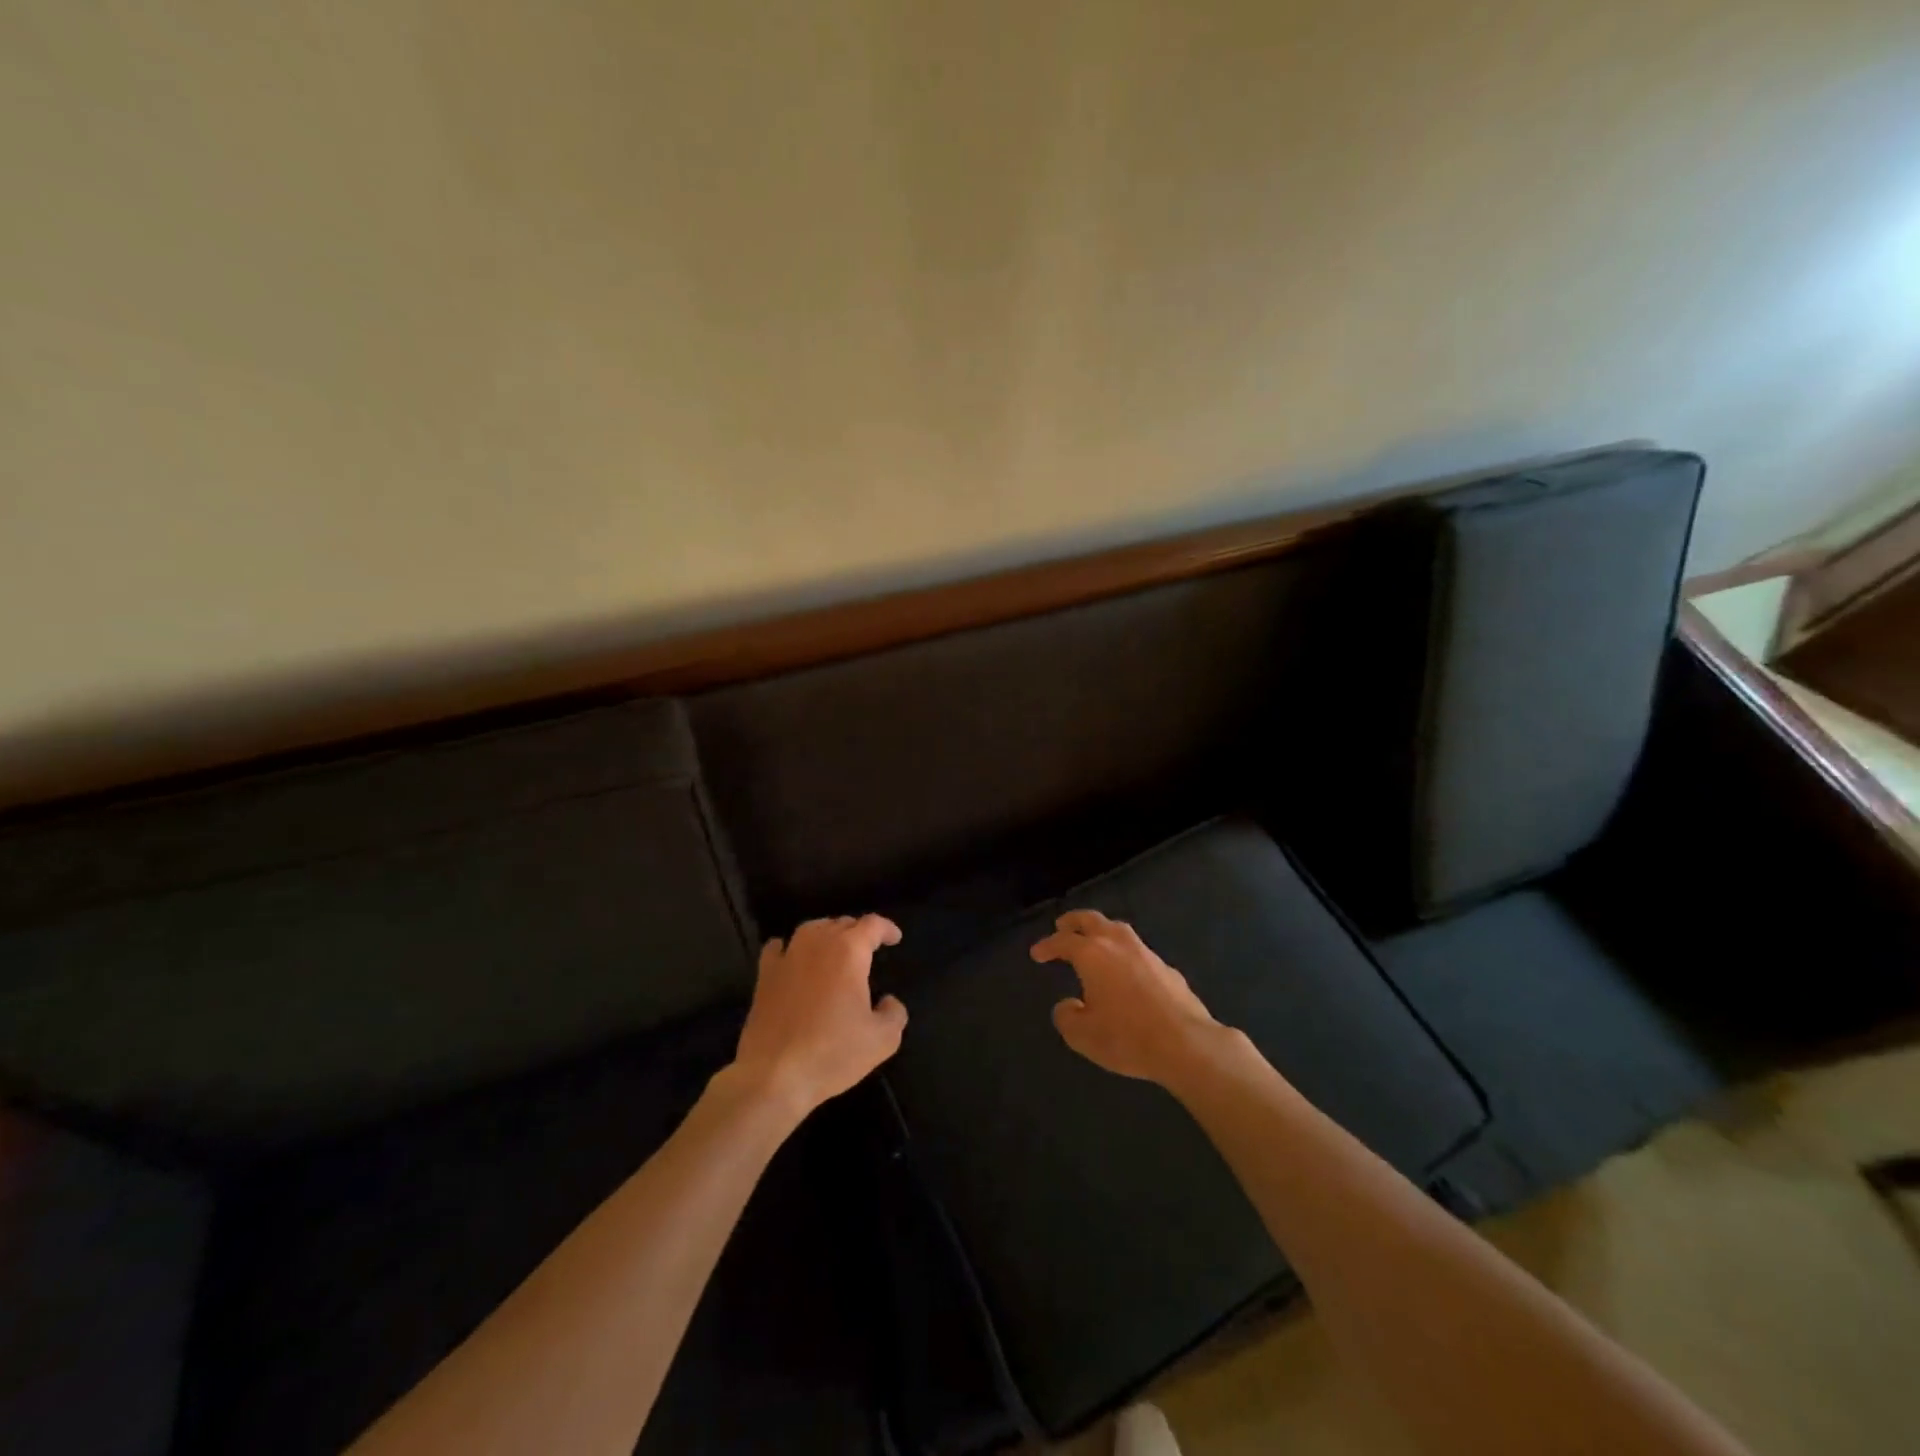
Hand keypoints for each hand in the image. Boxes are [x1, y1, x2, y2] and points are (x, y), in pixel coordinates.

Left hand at [731, 914, 907, 1114]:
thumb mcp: (883, 1040)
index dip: (887, 928)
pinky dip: (789, 947)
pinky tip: (792, 957)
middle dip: (858, 932)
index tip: (895, 939)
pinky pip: (778, 948)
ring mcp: (787, 957)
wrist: (774, 1076)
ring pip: (811, 929)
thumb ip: (895, 1013)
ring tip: (835, 949)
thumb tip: (888, 1001)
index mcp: (849, 952)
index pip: (872, 925)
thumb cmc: (833, 1053)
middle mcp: (818, 943)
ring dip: (827, 933)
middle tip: (868, 950)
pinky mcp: (765, 975)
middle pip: (842, 923)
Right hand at [1030, 909, 1224, 1085]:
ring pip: (1118, 930)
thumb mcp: (1083, 1036)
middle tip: (1062, 926)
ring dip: (1102, 932)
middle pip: (1092, 920)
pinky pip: (1138, 951)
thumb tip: (1069, 1005)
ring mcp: (1146, 953)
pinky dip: (1124, 953)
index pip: (1063, 941)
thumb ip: (1067, 1017)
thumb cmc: (1128, 1038)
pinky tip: (1126, 971)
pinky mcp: (1167, 968)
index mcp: (1092, 954)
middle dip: (1074, 921)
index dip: (1047, 946)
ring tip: (1094, 942)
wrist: (1187, 1044)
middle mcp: (1118, 944)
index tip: (1037, 953)